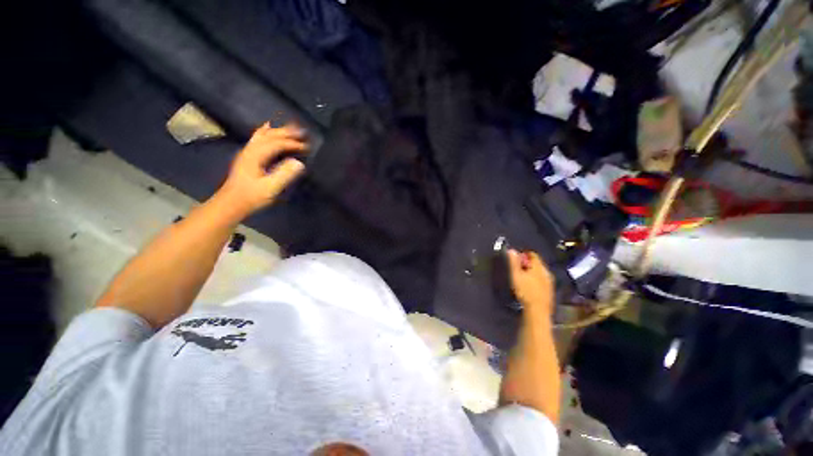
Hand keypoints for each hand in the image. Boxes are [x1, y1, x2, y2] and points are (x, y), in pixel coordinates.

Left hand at [217, 123, 307, 215]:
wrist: (231, 203)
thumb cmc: (252, 196)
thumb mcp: (270, 188)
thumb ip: (284, 174)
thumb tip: (299, 163)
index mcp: (255, 155)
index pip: (276, 143)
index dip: (292, 143)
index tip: (307, 147)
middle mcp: (250, 150)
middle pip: (269, 135)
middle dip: (286, 132)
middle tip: (303, 131)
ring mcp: (248, 152)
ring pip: (263, 135)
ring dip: (278, 130)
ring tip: (291, 128)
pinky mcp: (248, 157)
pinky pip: (258, 138)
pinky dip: (266, 132)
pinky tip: (269, 127)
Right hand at [508, 249, 554, 315]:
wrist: (538, 310)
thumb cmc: (525, 291)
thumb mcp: (516, 275)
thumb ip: (513, 262)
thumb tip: (511, 250)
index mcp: (539, 267)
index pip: (532, 254)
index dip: (523, 255)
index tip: (516, 259)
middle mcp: (546, 272)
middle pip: (537, 263)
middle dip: (527, 264)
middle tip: (517, 269)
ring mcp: (550, 282)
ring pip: (540, 272)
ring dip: (532, 272)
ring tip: (522, 277)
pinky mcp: (550, 290)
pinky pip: (542, 280)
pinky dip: (536, 280)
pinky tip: (529, 286)